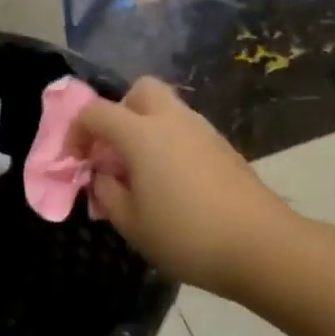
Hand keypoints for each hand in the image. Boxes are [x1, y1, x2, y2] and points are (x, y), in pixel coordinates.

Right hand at [70, 77, 291, 296]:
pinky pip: (187, 131)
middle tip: (113, 152)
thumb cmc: (186, 236)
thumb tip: (103, 175)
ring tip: (142, 175)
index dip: (76, 132)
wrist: (260, 245)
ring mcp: (204, 131)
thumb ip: (107, 193)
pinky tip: (172, 184)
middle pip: (140, 91)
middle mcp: (174, 120)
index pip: (96, 112)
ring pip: (167, 110)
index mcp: (142, 134)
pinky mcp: (224, 147)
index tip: (74, 162)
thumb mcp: (131, 224)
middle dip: (119, 113)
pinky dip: (170, 144)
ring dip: (146, 130)